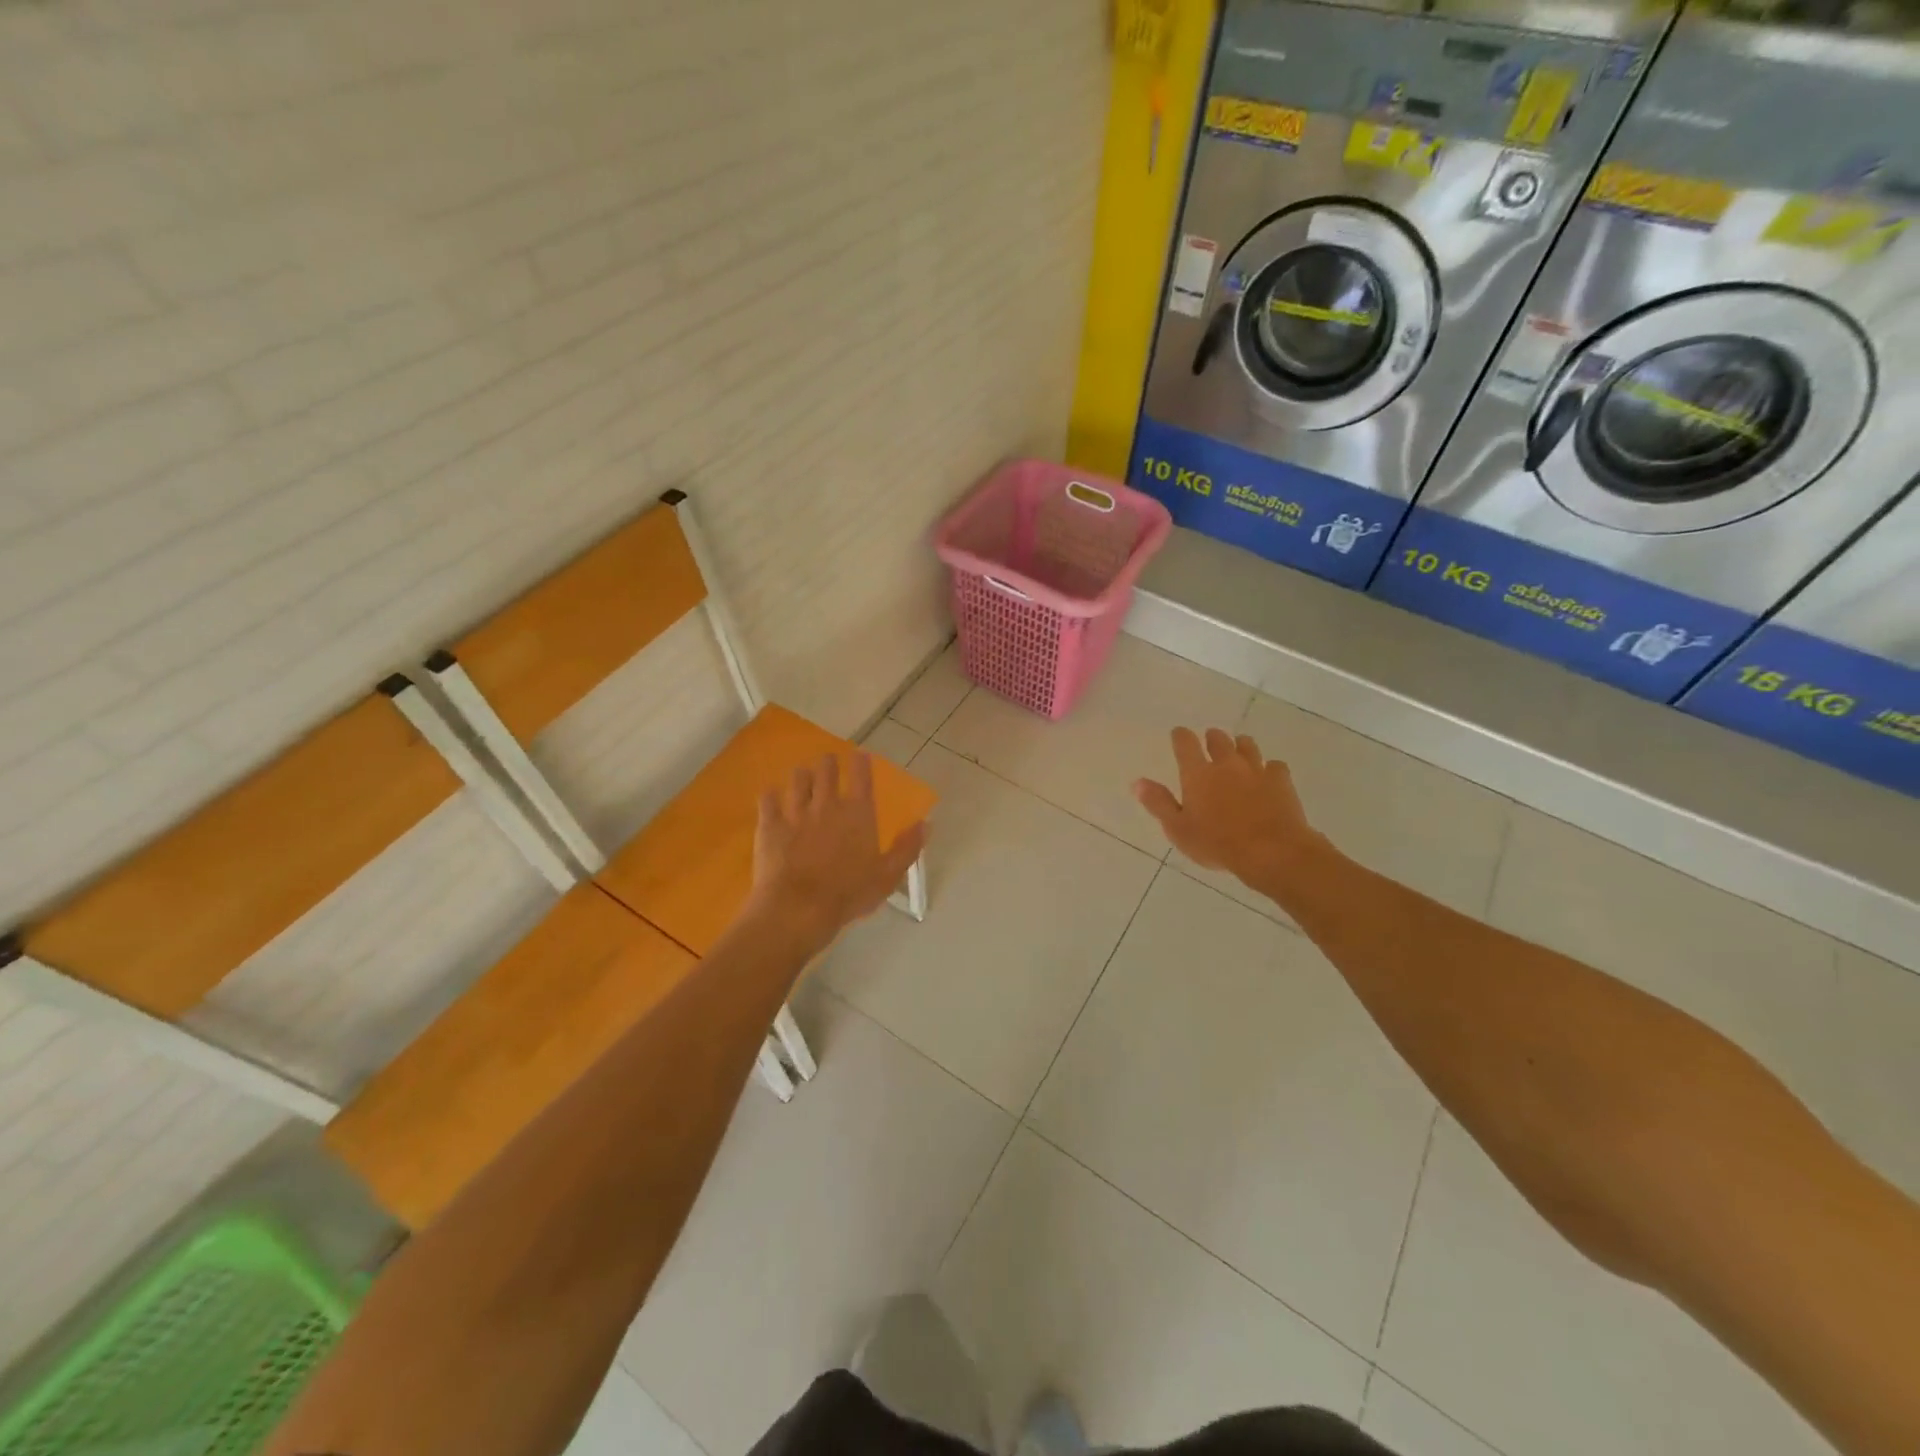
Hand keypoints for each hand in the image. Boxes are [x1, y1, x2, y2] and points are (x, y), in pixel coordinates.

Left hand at [748, 752, 927, 949]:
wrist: (798, 908)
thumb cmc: (848, 894)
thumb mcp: (887, 876)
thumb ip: (907, 848)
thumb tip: (925, 824)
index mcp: (857, 813)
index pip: (861, 776)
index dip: (861, 762)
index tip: (860, 755)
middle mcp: (826, 804)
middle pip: (826, 769)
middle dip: (828, 763)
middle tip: (829, 763)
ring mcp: (795, 812)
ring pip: (797, 779)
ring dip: (802, 775)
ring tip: (802, 777)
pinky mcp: (770, 825)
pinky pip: (767, 799)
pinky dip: (771, 796)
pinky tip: (771, 798)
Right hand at [1134, 728, 1329, 895]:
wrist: (1271, 851)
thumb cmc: (1217, 843)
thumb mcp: (1178, 829)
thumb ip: (1158, 803)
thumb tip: (1137, 782)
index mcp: (1197, 774)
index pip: (1185, 743)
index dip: (1180, 736)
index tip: (1178, 734)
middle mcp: (1226, 764)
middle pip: (1218, 738)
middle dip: (1212, 737)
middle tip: (1209, 741)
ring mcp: (1256, 769)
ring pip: (1247, 745)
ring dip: (1240, 745)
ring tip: (1238, 751)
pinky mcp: (1281, 780)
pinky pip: (1275, 765)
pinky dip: (1269, 768)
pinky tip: (1268, 776)